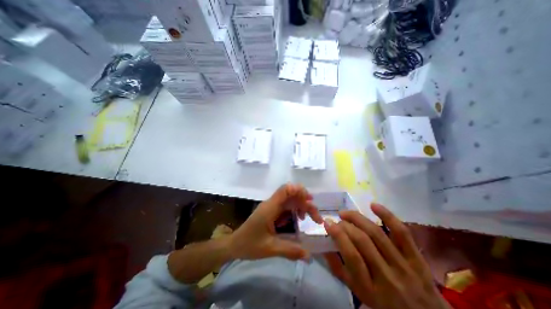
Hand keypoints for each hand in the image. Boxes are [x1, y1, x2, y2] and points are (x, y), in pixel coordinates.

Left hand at [228, 184, 322, 260]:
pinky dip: (295, 210)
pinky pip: (286, 206)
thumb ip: (290, 251)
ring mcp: (271, 207)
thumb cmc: (249, 244)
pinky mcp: (271, 211)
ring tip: (308, 218)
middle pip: (291, 194)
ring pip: (290, 199)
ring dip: (301, 206)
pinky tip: (298, 219)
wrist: (234, 244)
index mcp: (270, 207)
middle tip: (315, 218)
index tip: (310, 201)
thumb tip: (309, 256)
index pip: (285, 189)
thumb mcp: (270, 248)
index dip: (299, 191)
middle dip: (305, 202)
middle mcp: (272, 203)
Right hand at [323, 204, 448, 308]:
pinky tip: (373, 205)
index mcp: (370, 289)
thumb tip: (324, 245)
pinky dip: (387, 216)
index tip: (327, 223)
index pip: (351, 255)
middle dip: (346, 226)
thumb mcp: (357, 293)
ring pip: (378, 234)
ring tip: (346, 213)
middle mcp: (388, 277)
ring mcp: (405, 266)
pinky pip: (402, 233)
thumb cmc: (384, 305)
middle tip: (337, 220)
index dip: (337, 235)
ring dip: (358, 218)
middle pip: (363, 241)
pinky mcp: (418, 259)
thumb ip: (339, 269)